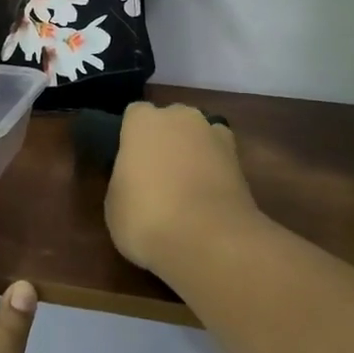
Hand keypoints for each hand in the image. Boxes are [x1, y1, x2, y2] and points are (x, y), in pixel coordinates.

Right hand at [105, 102, 263, 277]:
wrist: (209, 238)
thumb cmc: (147, 217)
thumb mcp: (114, 205)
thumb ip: (123, 180)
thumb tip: (134, 181)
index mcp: (143, 122)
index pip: (135, 114)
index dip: (132, 136)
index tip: (129, 161)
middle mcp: (180, 117)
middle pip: (170, 120)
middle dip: (165, 139)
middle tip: (156, 174)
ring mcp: (213, 134)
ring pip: (198, 135)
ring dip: (193, 151)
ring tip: (187, 187)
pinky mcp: (239, 158)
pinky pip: (220, 156)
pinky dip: (215, 168)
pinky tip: (209, 194)